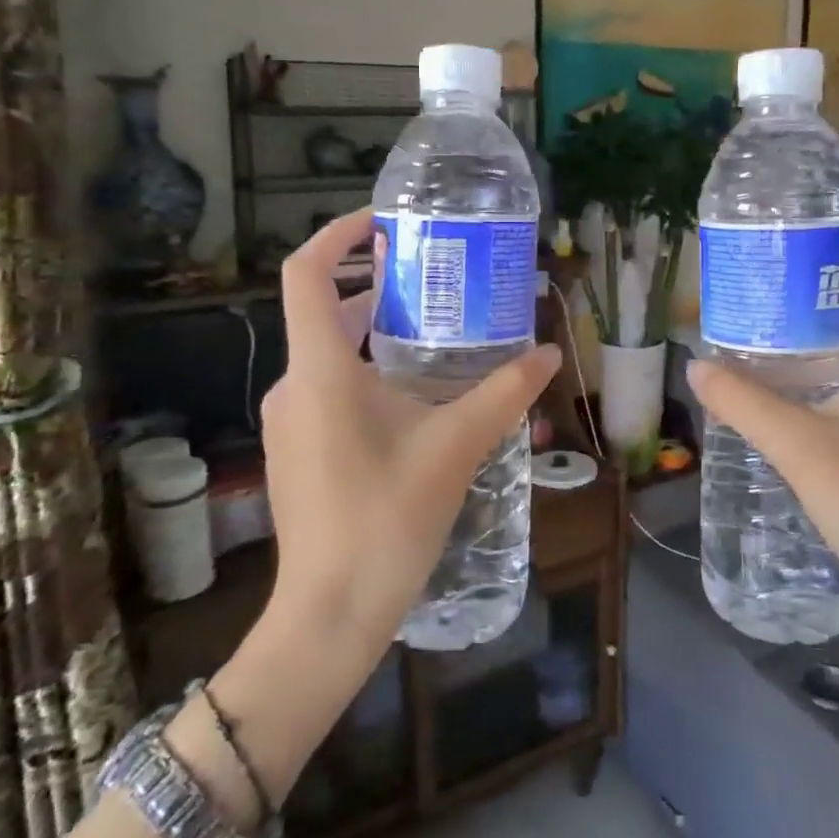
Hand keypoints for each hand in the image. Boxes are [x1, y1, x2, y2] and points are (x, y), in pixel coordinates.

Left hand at [258, 208, 560, 663]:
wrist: (329, 614)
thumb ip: (504, 394)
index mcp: (320, 370)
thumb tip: (549, 353)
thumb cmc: (387, 519)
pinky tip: (414, 398)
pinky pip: (329, 389)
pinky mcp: (296, 450)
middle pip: (326, 312)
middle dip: (377, 288)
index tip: (383, 223)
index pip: (306, 274)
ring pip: (331, 354)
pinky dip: (367, 373)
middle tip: (435, 280)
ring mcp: (289, 420)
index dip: (337, 235)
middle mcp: (294, 385)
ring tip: (436, 333)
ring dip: (377, 334)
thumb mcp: (455, 447)